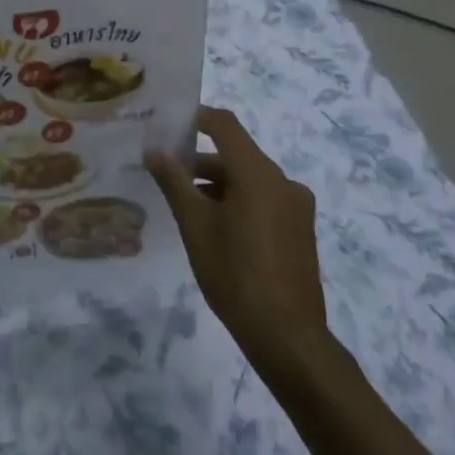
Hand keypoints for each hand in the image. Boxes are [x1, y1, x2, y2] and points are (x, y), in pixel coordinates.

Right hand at [146, 107, 330, 369]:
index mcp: (259, 174)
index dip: (196, 118)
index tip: (167, 124)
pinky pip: (264, 199)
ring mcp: (296, 206)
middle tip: (165, 171)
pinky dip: (238, 201)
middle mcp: (283, 181)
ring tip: (184, 204)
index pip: (225, 125)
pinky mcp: (300, 229)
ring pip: (249, 179)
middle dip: (199, 159)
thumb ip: (174, 182)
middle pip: (236, 154)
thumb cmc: (234, 275)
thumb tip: (154, 150)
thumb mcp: (195, 226)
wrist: (287, 336)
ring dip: (217, 183)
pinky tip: (215, 227)